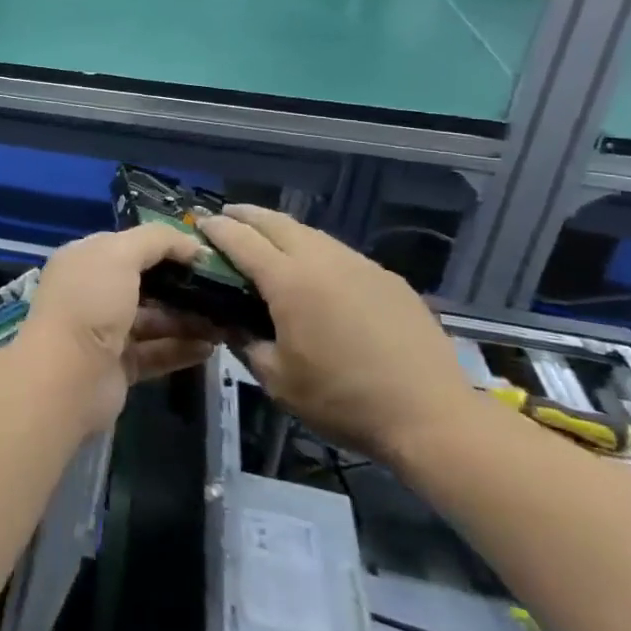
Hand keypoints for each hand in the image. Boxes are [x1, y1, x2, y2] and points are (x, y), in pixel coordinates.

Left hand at [22, 225, 215, 429]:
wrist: (67, 377)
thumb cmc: (90, 302)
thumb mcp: (120, 254)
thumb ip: (157, 240)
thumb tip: (193, 244)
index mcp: (85, 259)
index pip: (130, 245)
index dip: (166, 245)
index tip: (205, 252)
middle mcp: (93, 292)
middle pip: (146, 283)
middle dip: (182, 284)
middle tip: (224, 287)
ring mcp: (105, 331)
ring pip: (154, 319)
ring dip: (189, 318)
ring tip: (227, 319)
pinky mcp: (119, 366)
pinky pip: (157, 352)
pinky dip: (182, 348)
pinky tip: (212, 347)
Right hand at [199, 205, 477, 463]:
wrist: (431, 415)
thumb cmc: (343, 400)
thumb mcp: (278, 380)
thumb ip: (247, 343)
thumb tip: (232, 324)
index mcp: (289, 281)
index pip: (241, 240)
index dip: (216, 229)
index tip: (199, 223)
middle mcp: (322, 260)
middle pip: (276, 222)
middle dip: (247, 215)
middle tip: (227, 217)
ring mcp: (360, 265)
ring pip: (311, 233)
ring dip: (282, 230)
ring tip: (267, 239)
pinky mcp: (388, 279)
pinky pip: (340, 253)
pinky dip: (315, 250)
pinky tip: (316, 271)